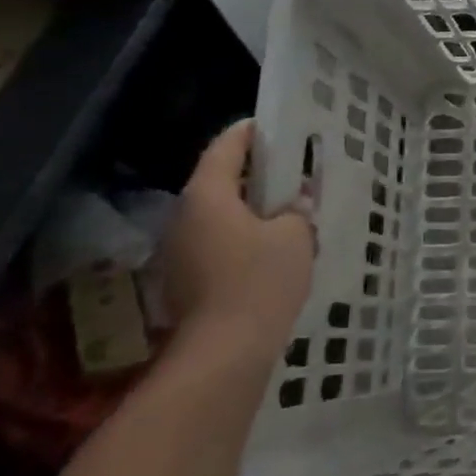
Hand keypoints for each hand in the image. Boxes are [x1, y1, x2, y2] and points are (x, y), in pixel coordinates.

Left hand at [163, 121, 314, 362]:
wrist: (225, 349)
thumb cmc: (261, 280)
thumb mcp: (295, 236)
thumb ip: (296, 211)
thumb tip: (295, 204)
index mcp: (207, 195)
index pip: (225, 147)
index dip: (249, 132)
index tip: (272, 125)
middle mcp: (184, 216)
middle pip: (217, 181)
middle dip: (252, 174)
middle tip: (287, 170)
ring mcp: (179, 250)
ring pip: (217, 215)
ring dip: (246, 208)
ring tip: (284, 211)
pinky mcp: (185, 279)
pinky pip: (215, 242)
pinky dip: (240, 236)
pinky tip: (270, 249)